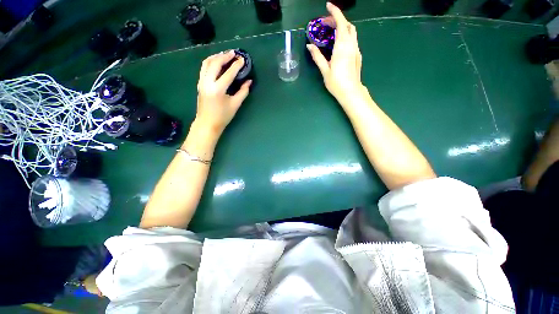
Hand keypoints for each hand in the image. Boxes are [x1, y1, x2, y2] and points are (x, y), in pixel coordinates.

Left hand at [195, 51, 251, 136]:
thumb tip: (249, 81)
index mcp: (218, 89)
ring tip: (225, 54)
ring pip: (207, 63)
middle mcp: (207, 82)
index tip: (242, 59)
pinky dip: (211, 62)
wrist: (207, 123)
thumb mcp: (235, 105)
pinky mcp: (199, 83)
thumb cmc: (223, 116)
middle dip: (225, 56)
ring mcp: (201, 82)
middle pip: (215, 63)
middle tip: (233, 53)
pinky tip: (217, 62)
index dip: (236, 65)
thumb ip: (243, 92)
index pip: (228, 73)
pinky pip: (204, 68)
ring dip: (216, 56)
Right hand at [307, 2, 363, 104]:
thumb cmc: (336, 83)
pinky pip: (353, 39)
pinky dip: (346, 35)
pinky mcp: (358, 55)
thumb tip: (309, 46)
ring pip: (352, 31)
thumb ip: (317, 57)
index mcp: (342, 47)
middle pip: (347, 25)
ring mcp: (356, 49)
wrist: (351, 92)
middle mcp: (351, 45)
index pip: (340, 23)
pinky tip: (339, 43)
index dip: (335, 12)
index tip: (328, 6)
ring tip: (332, 31)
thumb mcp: (325, 70)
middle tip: (325, 24)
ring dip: (343, 26)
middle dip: (337, 19)